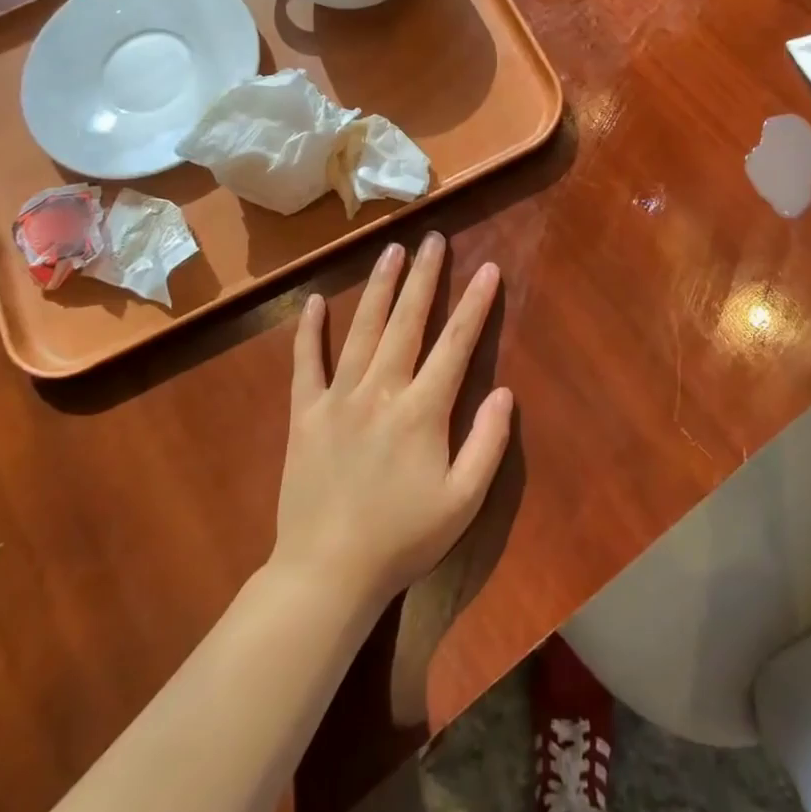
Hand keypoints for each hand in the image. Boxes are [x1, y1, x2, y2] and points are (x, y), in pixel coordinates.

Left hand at [272, 232, 513, 609]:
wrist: (327, 572)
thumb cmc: (403, 538)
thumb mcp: (463, 501)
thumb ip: (488, 443)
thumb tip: (504, 392)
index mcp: (422, 410)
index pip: (455, 344)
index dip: (475, 304)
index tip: (489, 269)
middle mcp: (381, 391)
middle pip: (407, 321)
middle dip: (425, 277)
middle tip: (434, 239)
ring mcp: (338, 398)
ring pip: (362, 329)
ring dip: (379, 287)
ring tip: (391, 250)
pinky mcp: (305, 413)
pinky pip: (306, 363)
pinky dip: (309, 331)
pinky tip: (313, 302)